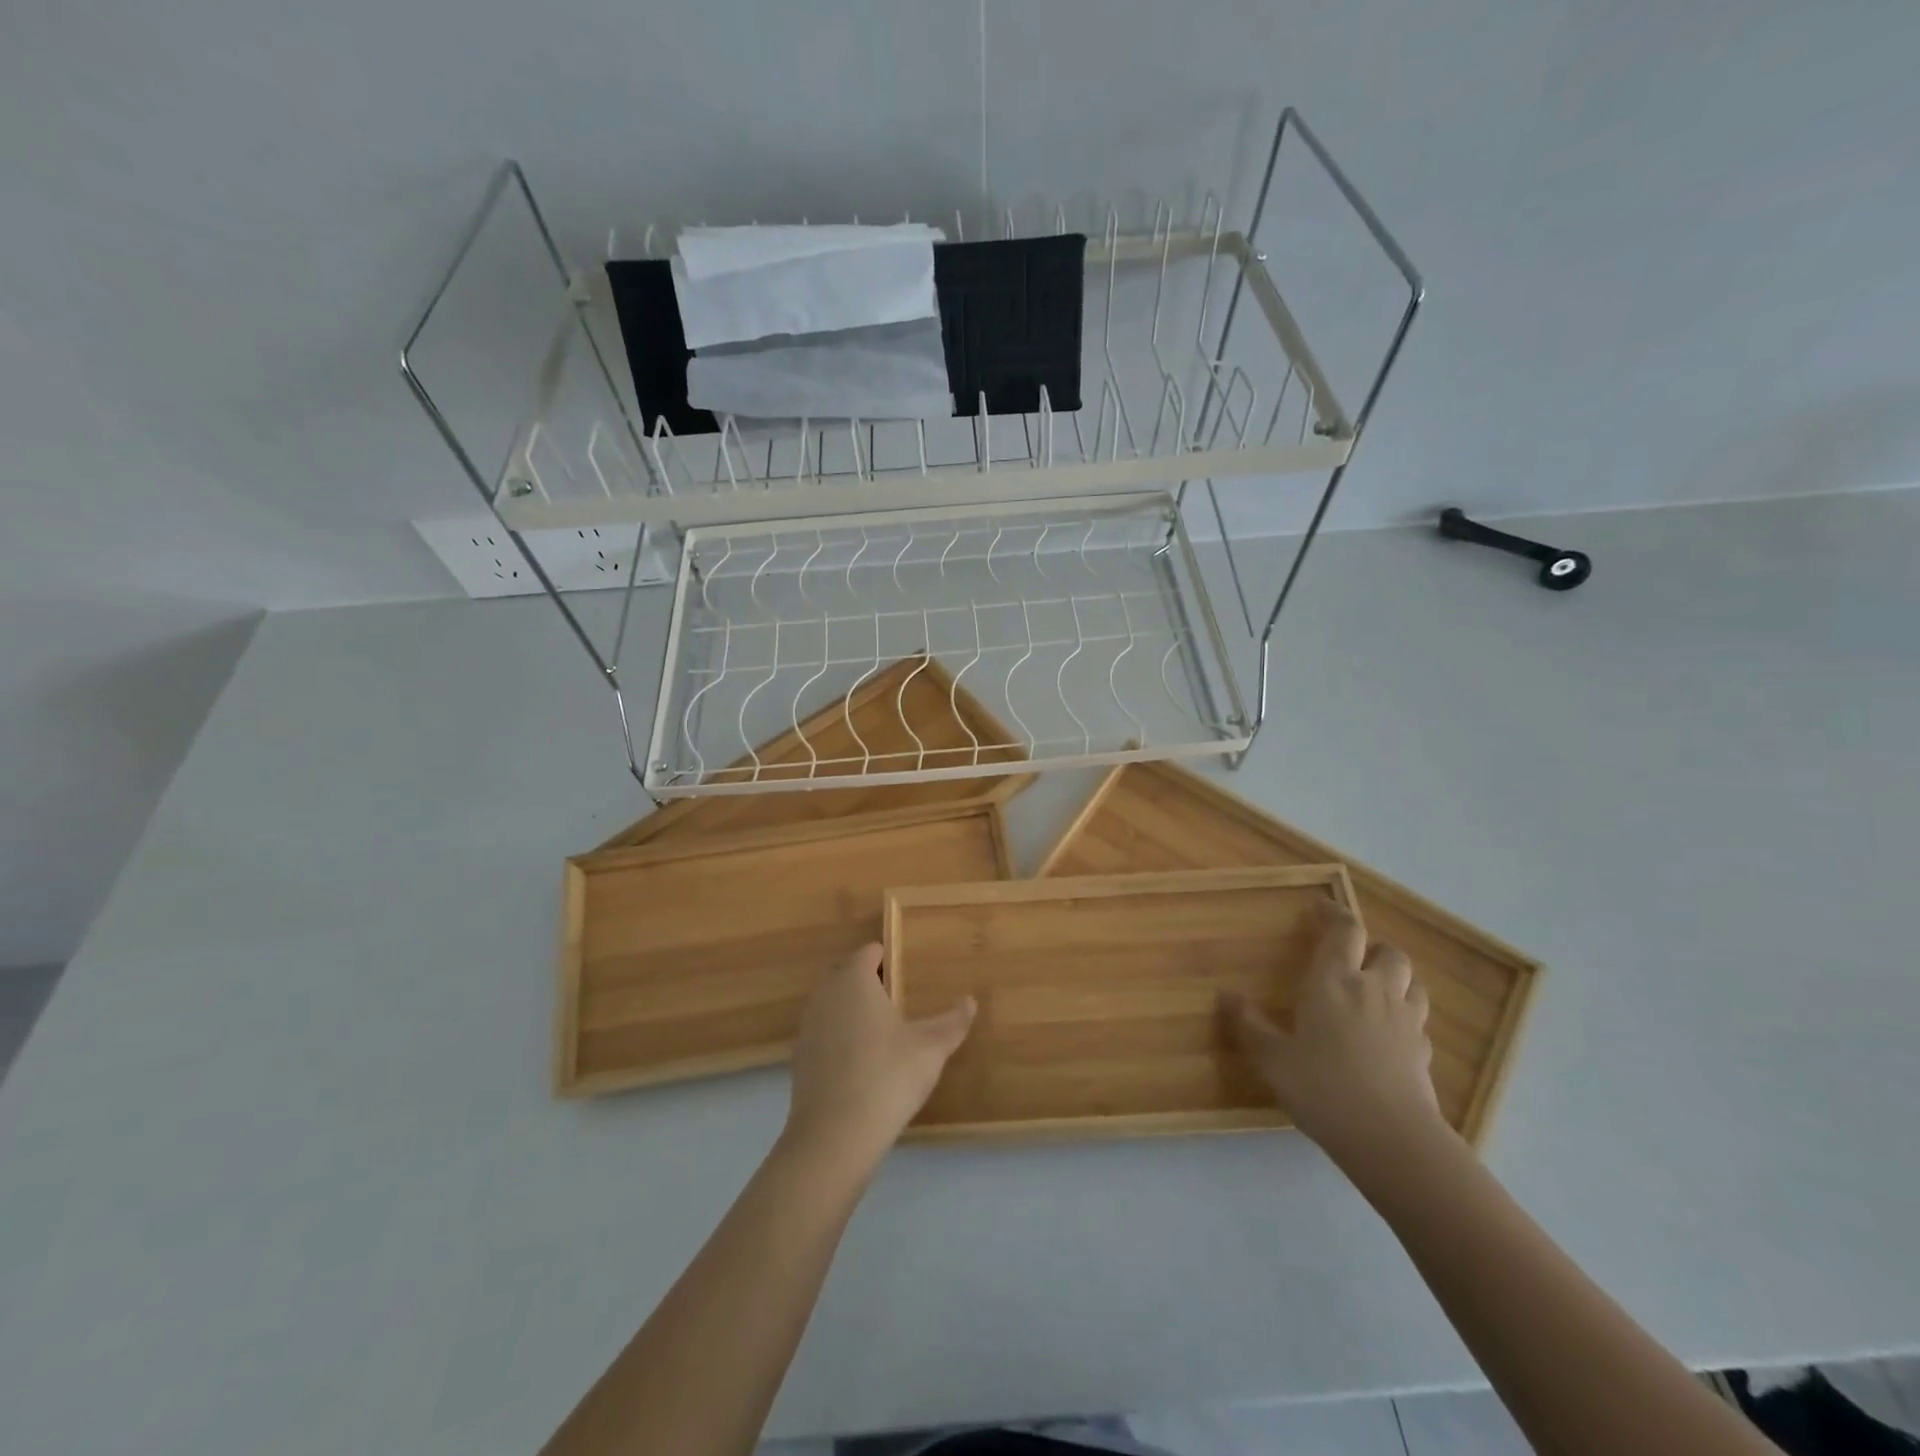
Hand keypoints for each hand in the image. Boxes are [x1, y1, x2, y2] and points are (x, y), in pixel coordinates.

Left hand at [781, 943, 974, 1180]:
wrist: (834, 1136)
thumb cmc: (887, 1077)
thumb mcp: (930, 1049)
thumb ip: (952, 1022)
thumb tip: (970, 1001)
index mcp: (854, 980)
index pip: (868, 952)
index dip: (886, 957)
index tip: (905, 971)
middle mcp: (826, 995)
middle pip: (843, 973)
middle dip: (865, 978)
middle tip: (894, 996)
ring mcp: (808, 1026)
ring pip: (830, 1002)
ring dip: (849, 1007)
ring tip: (879, 1028)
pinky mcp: (800, 1058)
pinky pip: (822, 1032)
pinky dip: (837, 1036)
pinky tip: (859, 1061)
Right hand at [1220, 903, 1444, 1170]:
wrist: (1392, 1140)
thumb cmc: (1323, 1088)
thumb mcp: (1272, 1059)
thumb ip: (1249, 1025)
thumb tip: (1226, 996)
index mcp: (1335, 981)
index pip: (1344, 931)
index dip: (1334, 914)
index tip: (1320, 907)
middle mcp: (1374, 991)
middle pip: (1389, 952)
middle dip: (1372, 947)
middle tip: (1352, 957)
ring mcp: (1406, 1022)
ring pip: (1412, 983)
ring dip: (1395, 979)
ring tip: (1374, 990)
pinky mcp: (1424, 1054)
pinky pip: (1418, 1023)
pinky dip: (1405, 1019)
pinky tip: (1389, 1037)